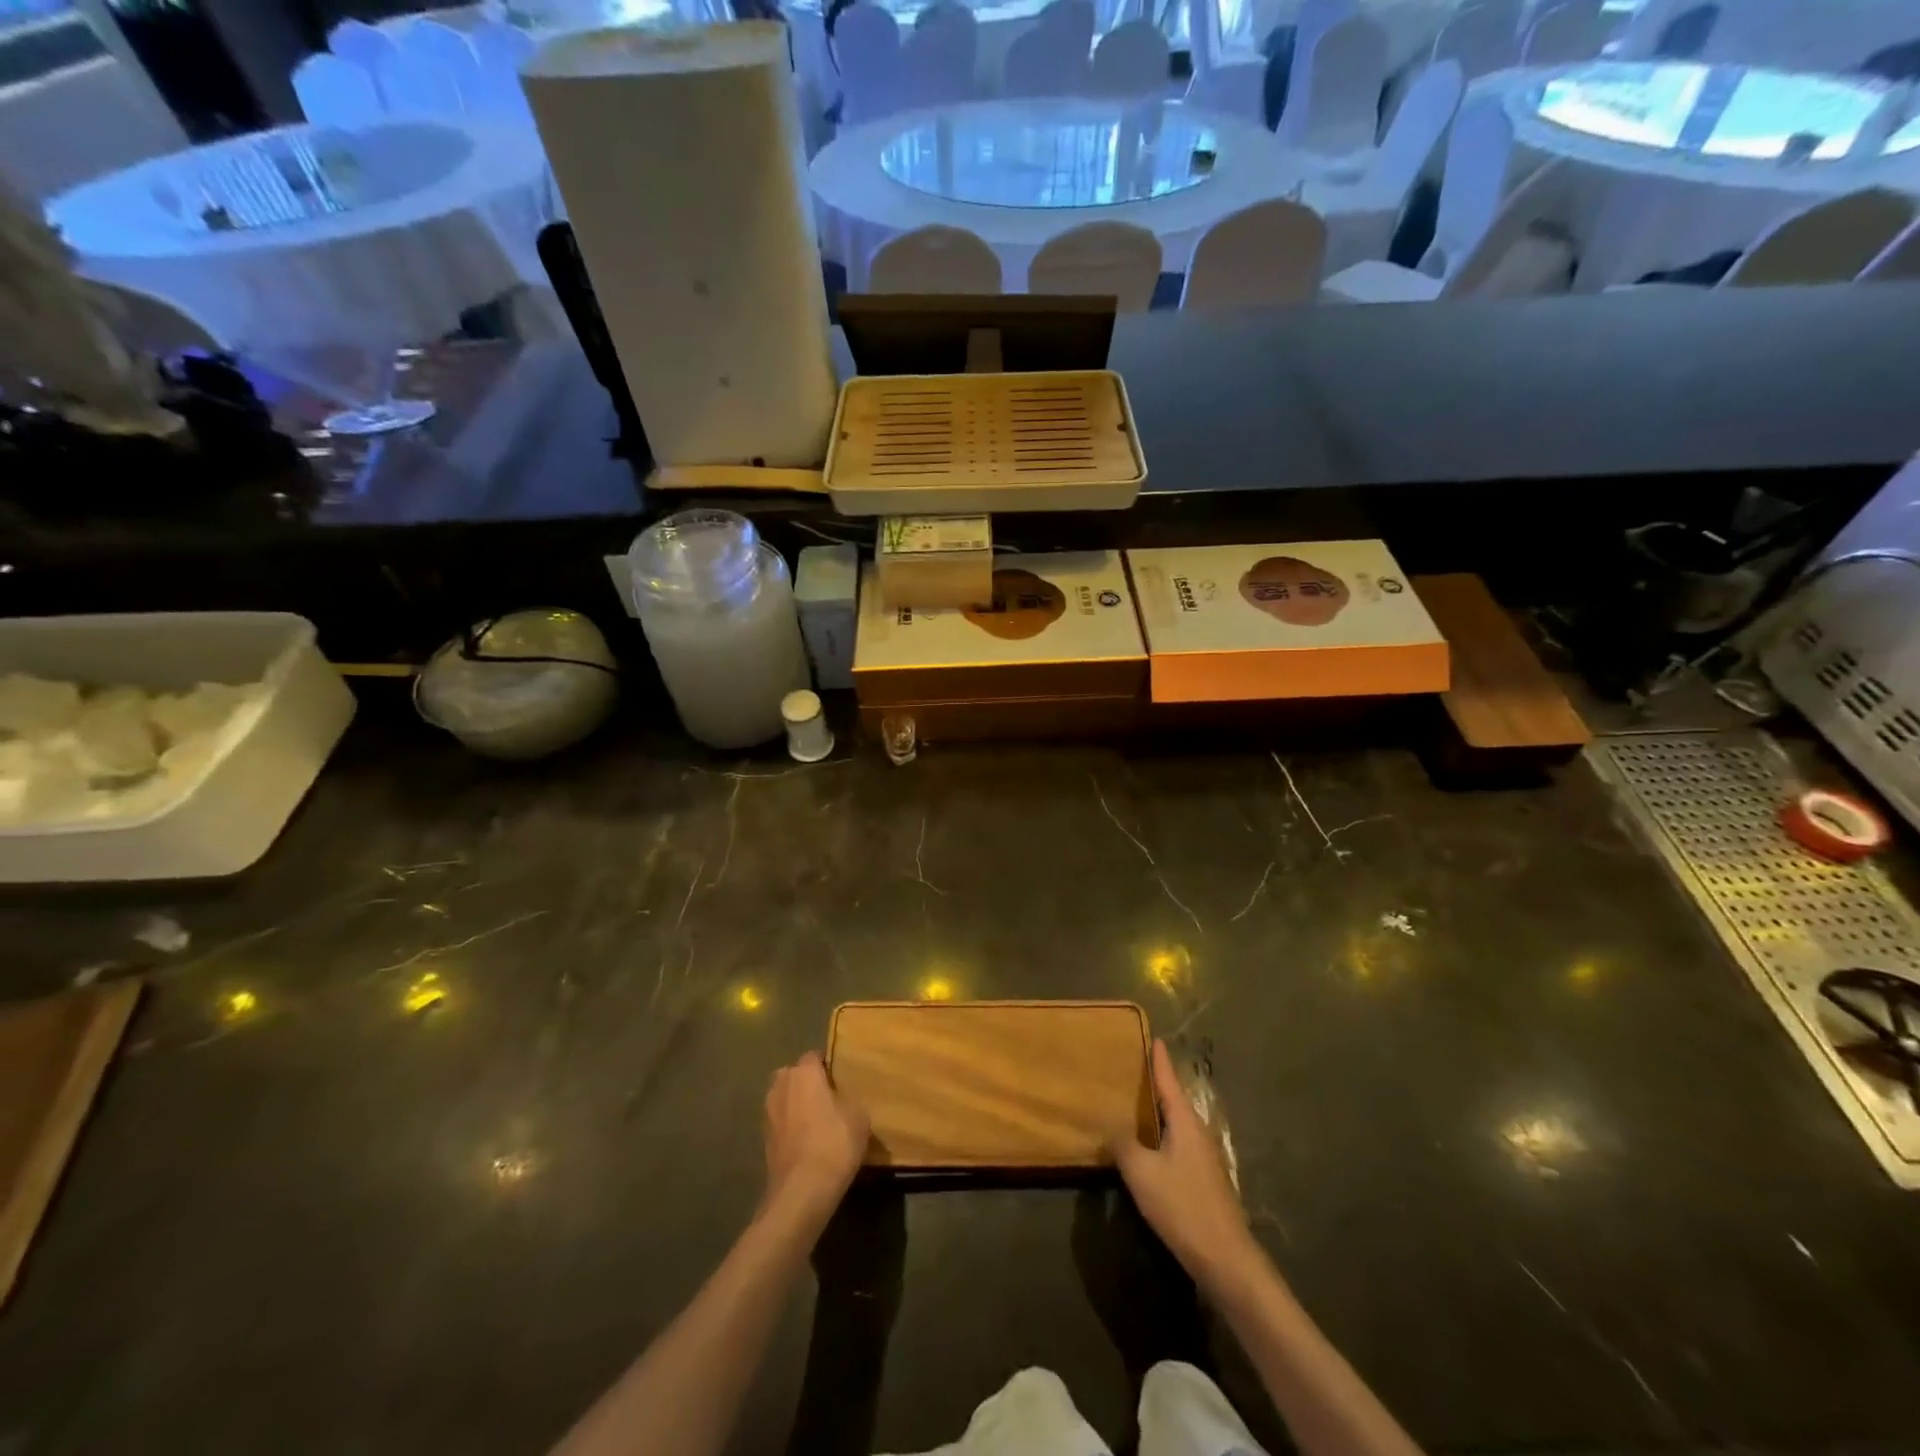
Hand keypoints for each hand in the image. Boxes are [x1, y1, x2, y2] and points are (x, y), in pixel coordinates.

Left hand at [762, 1052, 868, 1229]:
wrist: (801, 1192)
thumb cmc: (834, 1143)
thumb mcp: (859, 1116)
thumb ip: (850, 1098)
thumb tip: (844, 1098)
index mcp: (803, 1072)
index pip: (814, 1056)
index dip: (828, 1066)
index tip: (841, 1078)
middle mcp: (781, 1086)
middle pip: (793, 1075)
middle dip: (806, 1082)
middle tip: (828, 1098)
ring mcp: (768, 1114)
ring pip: (784, 1098)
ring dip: (796, 1105)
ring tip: (817, 1121)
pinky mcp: (763, 1140)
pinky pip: (780, 1123)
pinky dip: (790, 1128)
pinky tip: (807, 1142)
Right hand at [1108, 1040, 1263, 1294]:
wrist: (1226, 1259)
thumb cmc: (1183, 1206)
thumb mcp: (1142, 1173)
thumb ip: (1123, 1144)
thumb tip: (1109, 1125)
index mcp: (1184, 1120)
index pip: (1168, 1079)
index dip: (1158, 1059)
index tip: (1153, 1037)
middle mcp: (1196, 1131)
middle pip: (1172, 1098)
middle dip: (1154, 1082)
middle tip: (1130, 1066)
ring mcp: (1202, 1156)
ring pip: (1174, 1123)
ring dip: (1155, 1111)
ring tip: (1131, 1102)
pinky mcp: (1202, 1178)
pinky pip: (1176, 1143)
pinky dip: (1159, 1134)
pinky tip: (1145, 1145)